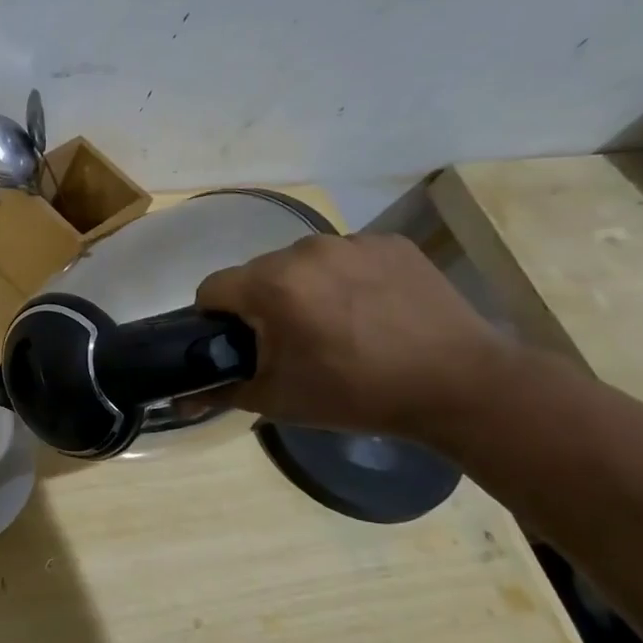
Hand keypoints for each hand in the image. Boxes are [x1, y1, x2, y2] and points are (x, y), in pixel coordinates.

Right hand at [194, 232, 515, 439]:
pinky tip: (372, 312)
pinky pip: (345, 258)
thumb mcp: (279, 400)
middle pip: (258, 273)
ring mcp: (353, 241)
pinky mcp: (391, 243)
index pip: (212, 288)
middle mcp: (306, 250)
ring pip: (302, 263)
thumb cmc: (358, 394)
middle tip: (290, 344)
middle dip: (262, 305)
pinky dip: (345, 280)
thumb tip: (180, 401)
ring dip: (303, 290)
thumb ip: (221, 392)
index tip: (238, 345)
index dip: (215, 319)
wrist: (462, 385)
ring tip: (336, 327)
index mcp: (272, 285)